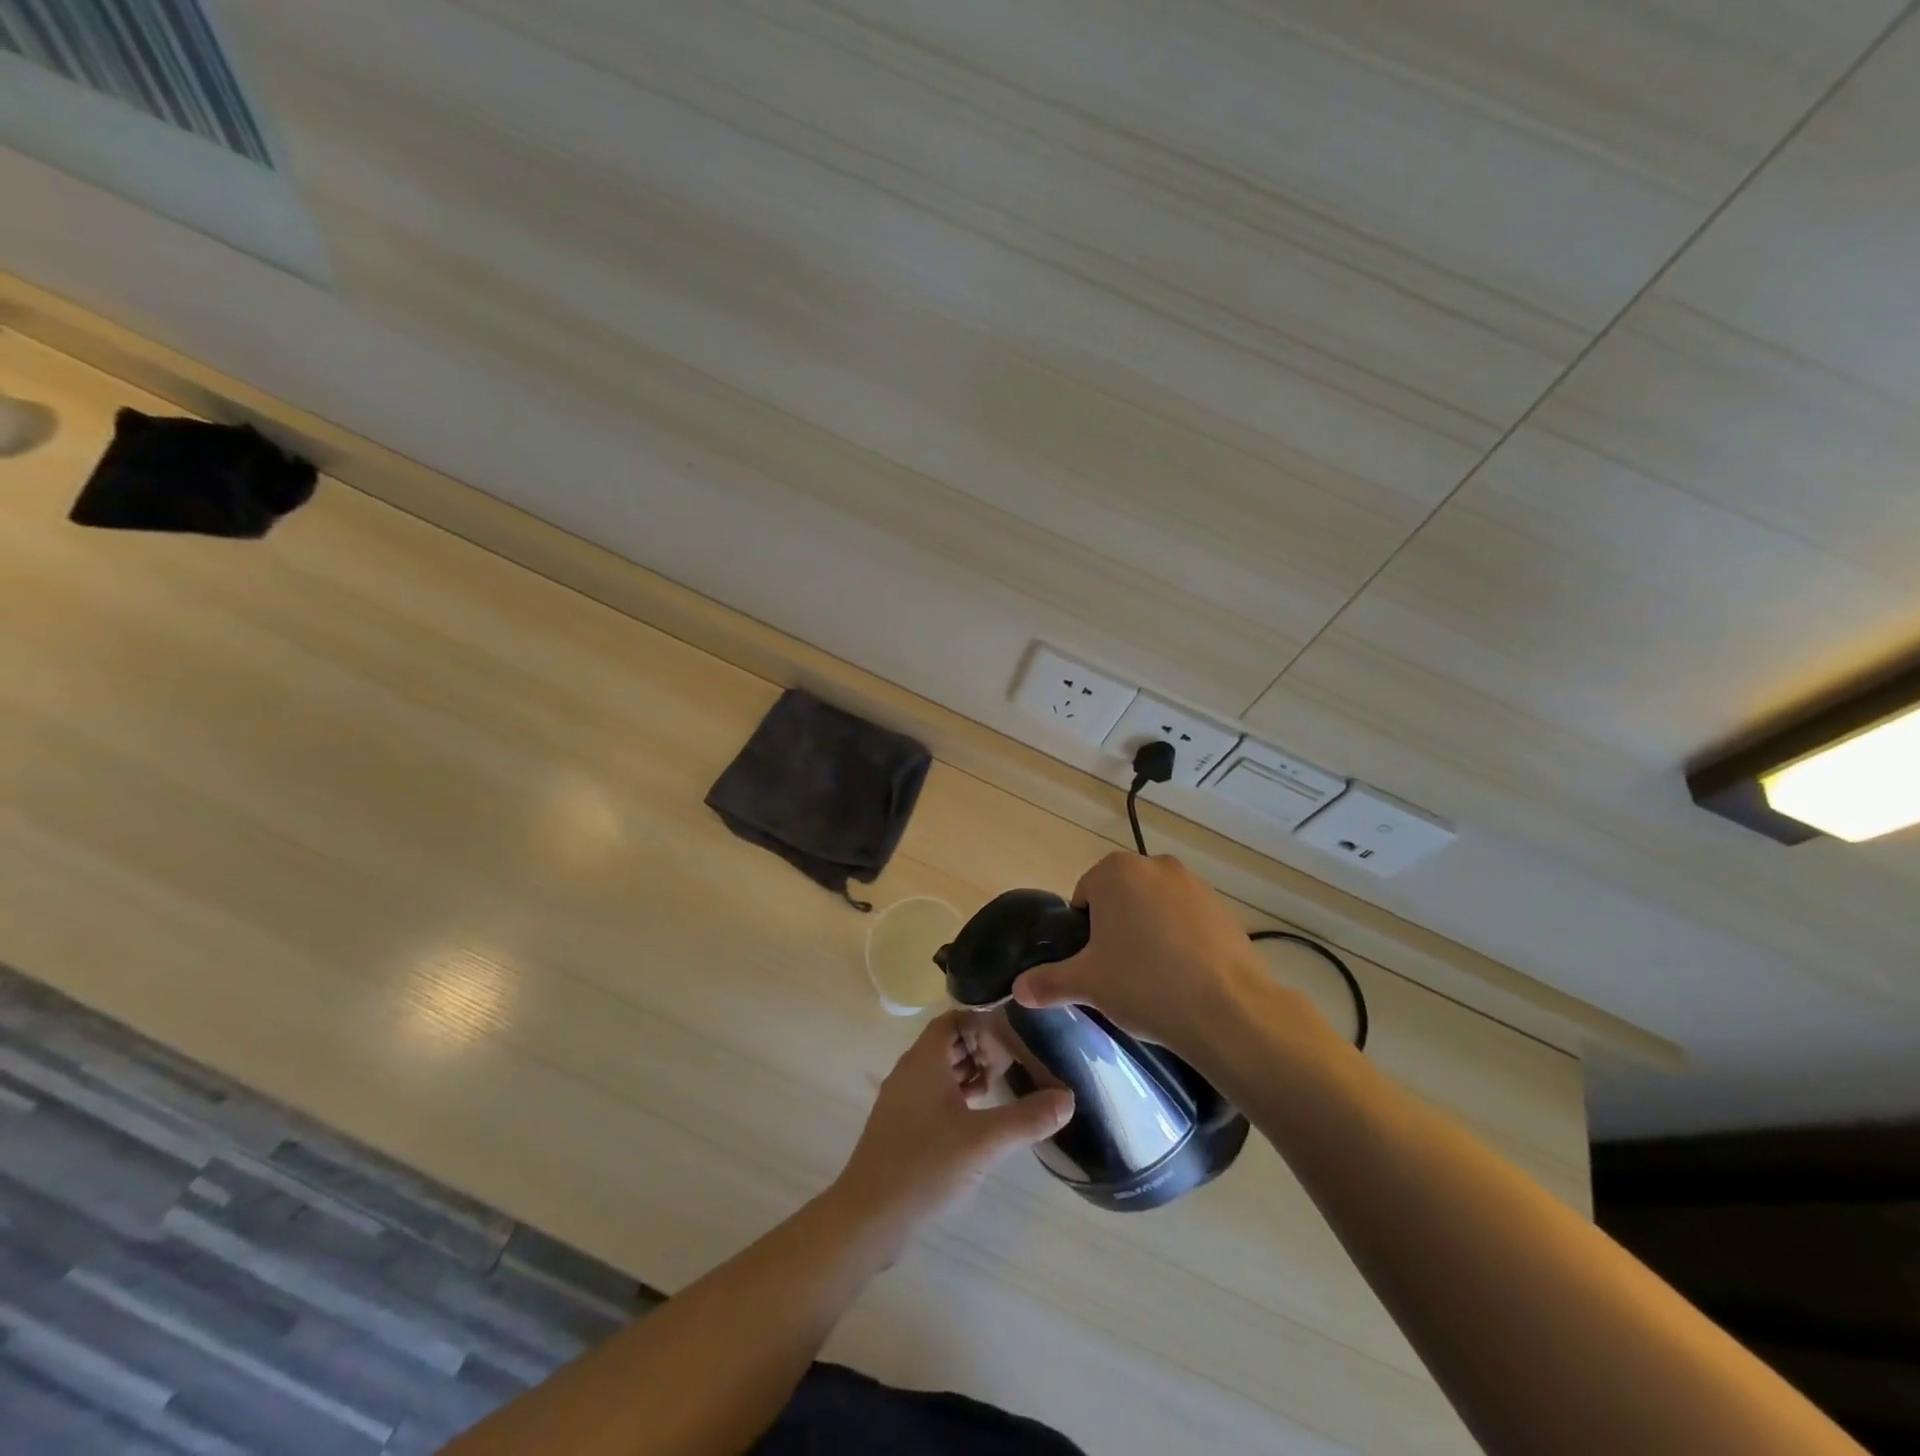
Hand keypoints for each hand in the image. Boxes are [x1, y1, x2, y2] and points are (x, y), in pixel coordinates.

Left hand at [830, 1012, 1074, 1239]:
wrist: (868, 1217)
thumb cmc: (925, 1164)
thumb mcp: (984, 1141)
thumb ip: (1027, 1118)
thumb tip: (1068, 1099)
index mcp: (924, 1060)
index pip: (953, 1020)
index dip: (982, 1021)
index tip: (1013, 1035)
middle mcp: (909, 1071)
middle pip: (947, 1044)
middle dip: (979, 1048)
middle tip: (1013, 1063)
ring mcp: (901, 1100)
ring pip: (938, 1071)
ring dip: (968, 1073)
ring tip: (1000, 1088)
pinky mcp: (899, 1127)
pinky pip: (930, 1095)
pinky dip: (954, 1097)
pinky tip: (977, 1120)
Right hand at [1012, 852, 1279, 1061]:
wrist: (1229, 1012)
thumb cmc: (1145, 985)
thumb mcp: (1087, 985)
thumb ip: (1047, 982)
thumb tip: (1017, 989)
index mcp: (1115, 872)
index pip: (1084, 896)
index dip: (1084, 933)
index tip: (1094, 965)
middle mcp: (1155, 865)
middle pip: (1120, 898)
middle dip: (1116, 929)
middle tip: (1119, 974)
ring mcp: (1194, 884)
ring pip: (1155, 908)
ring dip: (1149, 933)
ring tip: (1154, 979)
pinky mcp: (1224, 909)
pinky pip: (1187, 921)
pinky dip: (1181, 941)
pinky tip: (1185, 978)